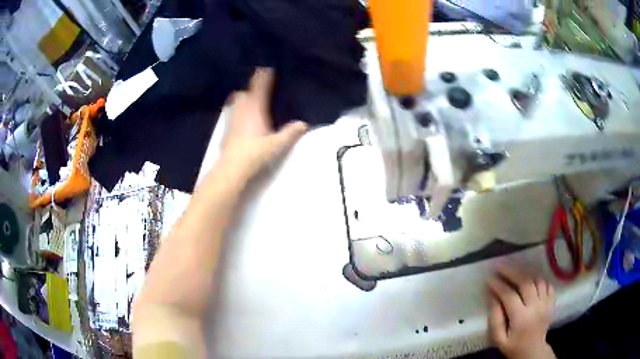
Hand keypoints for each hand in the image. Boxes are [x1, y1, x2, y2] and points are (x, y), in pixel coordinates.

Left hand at [221, 68, 307, 180]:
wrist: (232, 168)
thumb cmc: (255, 153)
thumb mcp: (277, 144)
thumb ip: (290, 133)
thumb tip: (304, 123)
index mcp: (255, 109)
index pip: (259, 88)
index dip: (263, 77)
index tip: (266, 68)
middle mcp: (242, 110)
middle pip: (244, 93)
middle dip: (250, 88)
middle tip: (258, 87)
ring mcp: (232, 120)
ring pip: (235, 102)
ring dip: (242, 98)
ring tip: (248, 100)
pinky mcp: (226, 130)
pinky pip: (231, 114)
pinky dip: (236, 111)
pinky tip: (241, 119)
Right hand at [487, 267, 556, 358]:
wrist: (533, 351)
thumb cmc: (513, 346)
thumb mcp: (499, 339)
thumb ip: (495, 319)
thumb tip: (492, 297)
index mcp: (521, 318)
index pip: (509, 296)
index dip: (499, 285)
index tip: (489, 278)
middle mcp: (536, 307)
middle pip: (525, 282)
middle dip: (511, 272)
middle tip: (500, 266)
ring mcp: (546, 303)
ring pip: (537, 280)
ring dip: (525, 274)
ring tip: (515, 273)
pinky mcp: (552, 301)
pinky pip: (547, 284)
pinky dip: (538, 279)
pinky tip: (530, 281)